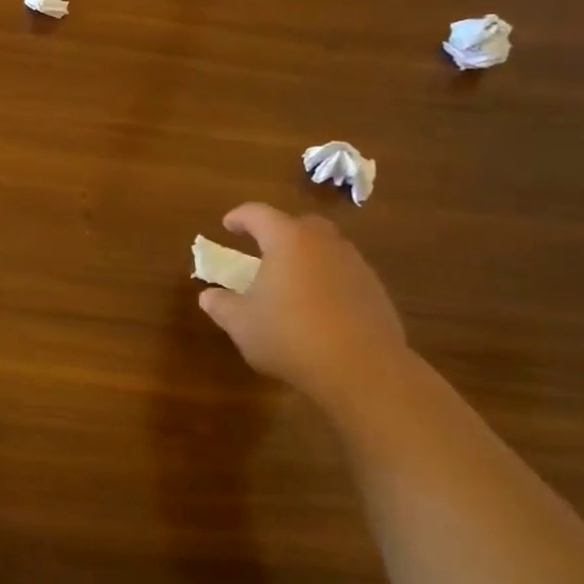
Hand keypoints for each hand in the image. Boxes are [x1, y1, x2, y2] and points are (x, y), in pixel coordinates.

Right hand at [196, 202, 409, 403]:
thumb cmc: (290, 336)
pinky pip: (343, 273)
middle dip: (278, 232)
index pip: (258, 214)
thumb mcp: (241, 324)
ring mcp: (355, 265)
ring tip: (289, 281)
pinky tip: (317, 307)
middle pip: (299, 224)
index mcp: (287, 240)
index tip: (227, 225)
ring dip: (305, 257)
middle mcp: (324, 243)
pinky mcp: (375, 291)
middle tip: (262, 249)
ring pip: (325, 248)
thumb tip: (208, 296)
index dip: (239, 217)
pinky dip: (326, 280)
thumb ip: (221, 305)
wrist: (362, 369)